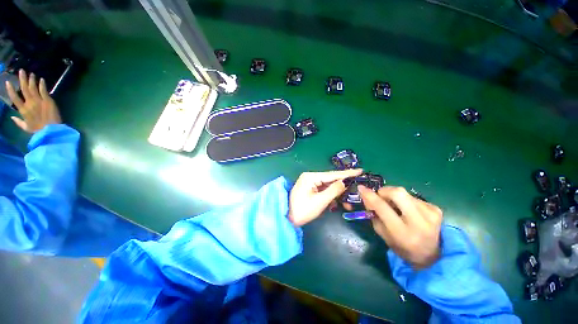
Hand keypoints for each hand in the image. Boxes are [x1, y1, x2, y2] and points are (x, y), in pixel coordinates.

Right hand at [5, 69, 61, 132]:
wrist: (52, 130)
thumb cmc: (38, 130)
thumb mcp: (26, 128)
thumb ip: (18, 122)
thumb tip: (12, 117)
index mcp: (23, 110)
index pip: (14, 98)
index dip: (10, 90)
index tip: (8, 82)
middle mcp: (30, 103)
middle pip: (24, 89)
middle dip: (22, 79)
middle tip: (21, 71)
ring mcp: (39, 101)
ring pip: (33, 87)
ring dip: (32, 80)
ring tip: (31, 73)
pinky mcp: (48, 100)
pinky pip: (44, 90)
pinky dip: (42, 84)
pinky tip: (41, 79)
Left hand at [289, 169, 362, 225]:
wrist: (288, 219)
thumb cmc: (303, 210)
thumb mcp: (320, 201)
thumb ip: (334, 190)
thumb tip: (345, 182)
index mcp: (311, 177)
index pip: (332, 174)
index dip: (347, 173)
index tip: (360, 170)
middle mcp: (310, 176)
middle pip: (330, 179)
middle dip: (343, 185)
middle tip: (357, 187)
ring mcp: (309, 182)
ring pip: (328, 185)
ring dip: (337, 193)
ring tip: (347, 200)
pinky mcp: (310, 189)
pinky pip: (323, 190)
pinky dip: (330, 196)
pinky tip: (336, 202)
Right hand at [359, 186, 442, 268]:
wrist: (432, 255)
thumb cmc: (402, 247)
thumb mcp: (383, 235)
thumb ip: (374, 215)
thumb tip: (367, 196)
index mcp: (402, 233)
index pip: (382, 207)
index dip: (370, 195)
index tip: (361, 188)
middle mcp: (419, 222)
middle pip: (398, 193)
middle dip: (384, 191)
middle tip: (380, 196)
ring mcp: (431, 214)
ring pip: (405, 193)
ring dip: (394, 196)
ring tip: (395, 206)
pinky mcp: (436, 209)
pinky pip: (413, 197)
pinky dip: (405, 200)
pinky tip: (407, 210)